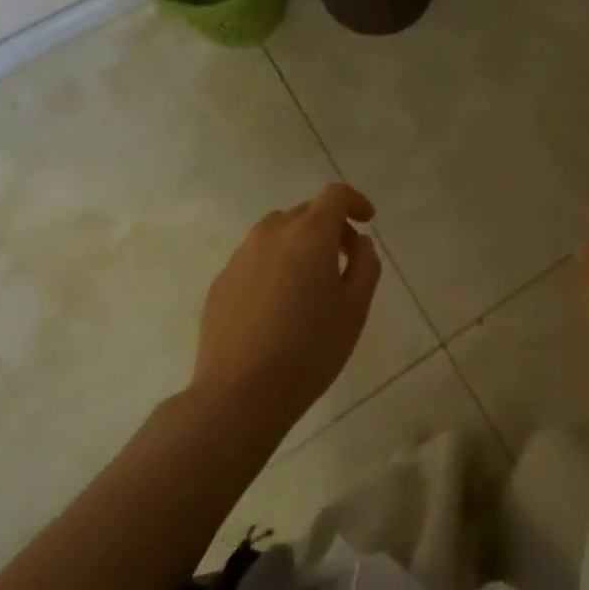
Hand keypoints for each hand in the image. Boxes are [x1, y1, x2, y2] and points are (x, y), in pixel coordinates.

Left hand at [193, 182, 381, 434]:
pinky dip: (273, 265)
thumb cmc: (309, 349)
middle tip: (344, 260)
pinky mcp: (221, 282)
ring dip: (298, 243)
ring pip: (277, 232)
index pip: (335, 195)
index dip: (355, 201)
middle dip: (329, 226)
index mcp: (309, 234)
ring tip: (308, 282)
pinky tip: (277, 305)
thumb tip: (359, 243)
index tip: (367, 220)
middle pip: (306, 212)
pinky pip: (255, 259)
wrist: (239, 394)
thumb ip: (365, 265)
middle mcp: (272, 233)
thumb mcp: (355, 308)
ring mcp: (241, 256)